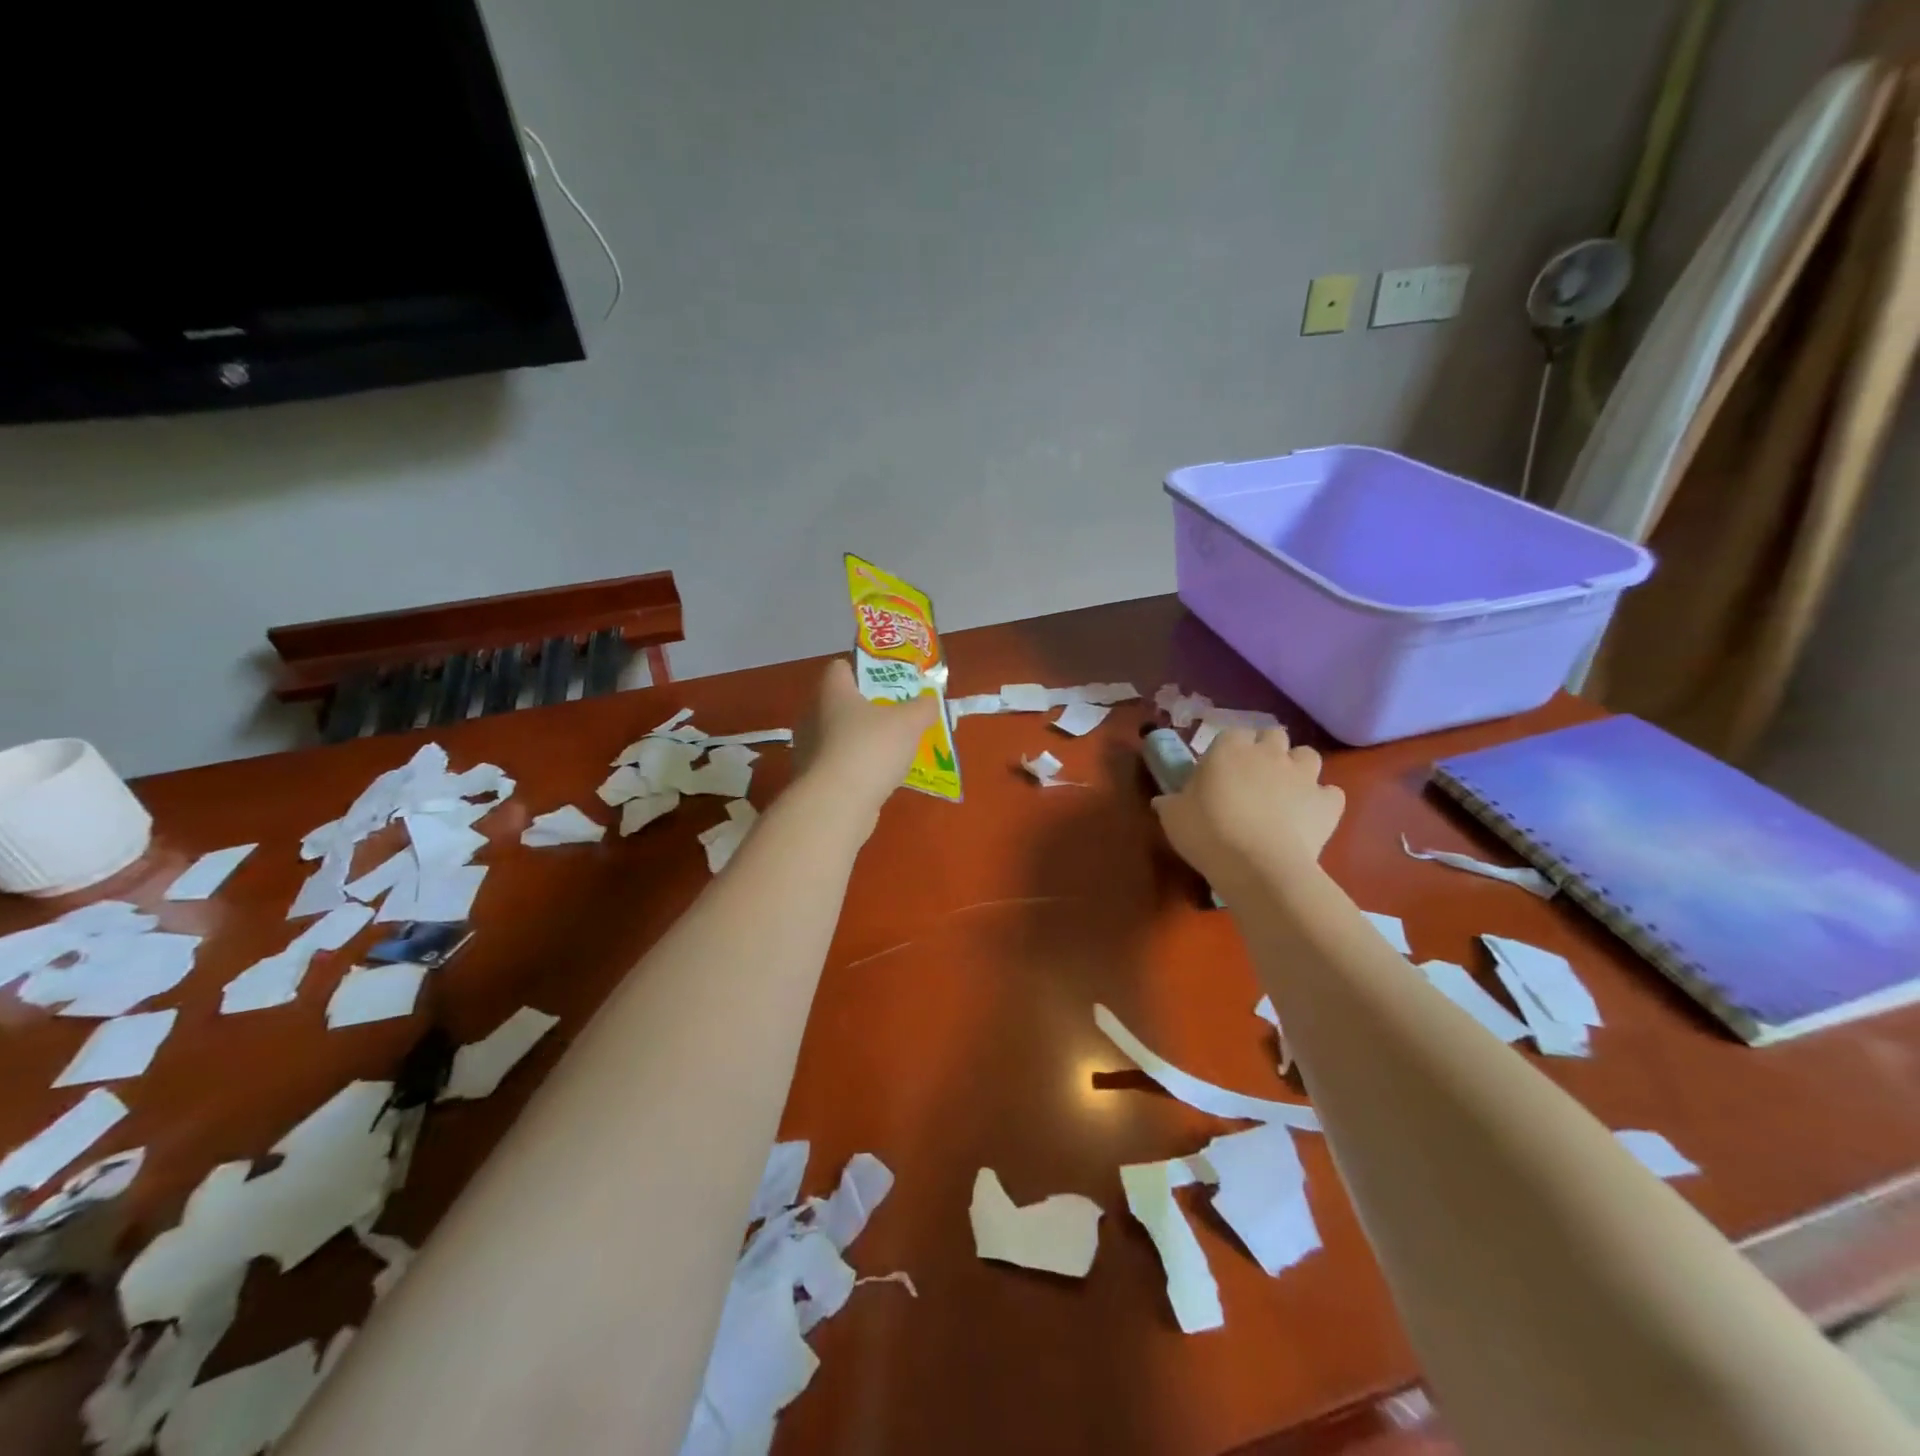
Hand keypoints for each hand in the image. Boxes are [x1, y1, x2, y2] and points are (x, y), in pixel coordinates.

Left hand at [794, 659, 939, 831]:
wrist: (837, 805)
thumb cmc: (871, 749)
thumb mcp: (910, 722)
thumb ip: (923, 707)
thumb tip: (930, 701)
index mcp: (832, 691)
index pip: (840, 667)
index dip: (864, 669)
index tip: (888, 681)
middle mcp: (813, 715)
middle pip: (841, 702)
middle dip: (868, 707)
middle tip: (897, 715)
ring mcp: (809, 749)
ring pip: (840, 735)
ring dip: (862, 740)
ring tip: (893, 749)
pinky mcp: (813, 779)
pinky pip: (839, 764)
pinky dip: (857, 767)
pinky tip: (879, 777)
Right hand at [1152, 727, 1344, 892]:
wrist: (1259, 867)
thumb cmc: (1208, 833)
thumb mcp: (1173, 818)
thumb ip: (1170, 803)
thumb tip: (1164, 800)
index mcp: (1229, 748)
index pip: (1232, 733)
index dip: (1228, 751)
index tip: (1218, 772)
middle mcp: (1269, 753)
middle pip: (1273, 735)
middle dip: (1266, 750)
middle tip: (1252, 778)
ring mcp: (1303, 775)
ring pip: (1307, 755)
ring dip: (1297, 768)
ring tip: (1284, 792)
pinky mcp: (1328, 803)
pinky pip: (1331, 793)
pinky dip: (1322, 801)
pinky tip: (1309, 817)